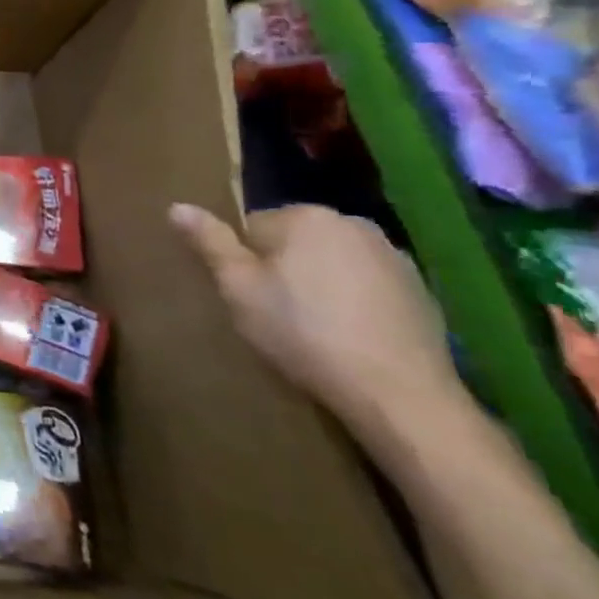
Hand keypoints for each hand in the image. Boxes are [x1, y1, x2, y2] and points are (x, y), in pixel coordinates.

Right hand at [169, 203, 461, 442]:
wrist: (397, 392)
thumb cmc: (303, 331)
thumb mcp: (238, 287)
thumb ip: (209, 242)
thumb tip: (178, 206)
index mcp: (306, 217)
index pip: (252, 226)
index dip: (242, 261)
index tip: (248, 294)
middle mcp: (353, 225)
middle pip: (294, 241)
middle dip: (281, 268)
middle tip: (274, 311)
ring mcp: (395, 257)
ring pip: (330, 262)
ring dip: (316, 283)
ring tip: (311, 326)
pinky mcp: (421, 291)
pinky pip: (365, 285)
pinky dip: (352, 301)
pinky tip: (347, 335)